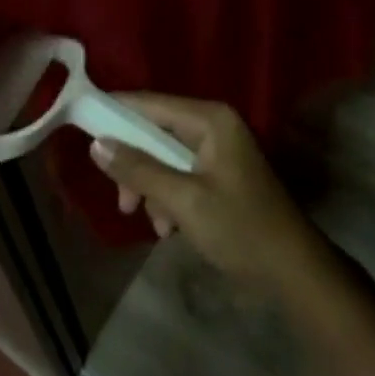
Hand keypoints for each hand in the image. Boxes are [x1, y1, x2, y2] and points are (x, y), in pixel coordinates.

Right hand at [89, 95, 326, 292]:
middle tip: (123, 200)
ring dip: (151, 188)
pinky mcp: (219, 175)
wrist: (294, 272)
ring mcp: (218, 151)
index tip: (81, 124)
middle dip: (135, 166)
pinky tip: (169, 229)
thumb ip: (139, 170)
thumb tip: (96, 144)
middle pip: (155, 132)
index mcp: (210, 119)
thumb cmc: (240, 228)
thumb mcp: (184, 200)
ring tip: (154, 224)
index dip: (115, 112)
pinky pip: (179, 175)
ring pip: (163, 157)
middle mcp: (213, 125)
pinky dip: (168, 199)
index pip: (150, 103)